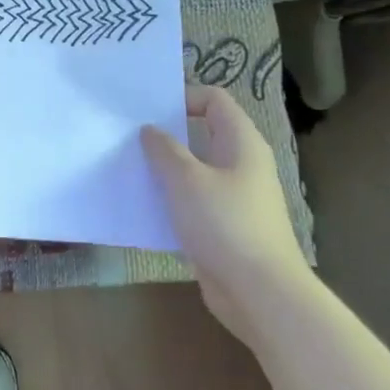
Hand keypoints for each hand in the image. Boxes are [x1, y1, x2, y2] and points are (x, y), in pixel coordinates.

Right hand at [141, 86, 312, 343]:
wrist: (260, 292)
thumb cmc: (225, 224)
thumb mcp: (186, 180)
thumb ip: (164, 150)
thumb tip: (151, 130)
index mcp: (241, 143)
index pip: (214, 99)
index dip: (183, 96)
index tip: (147, 110)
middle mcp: (242, 164)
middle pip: (203, 132)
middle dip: (167, 132)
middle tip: (129, 135)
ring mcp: (235, 196)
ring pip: (195, 168)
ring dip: (165, 167)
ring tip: (130, 167)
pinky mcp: (225, 225)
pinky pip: (194, 199)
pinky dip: (171, 197)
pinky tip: (145, 204)